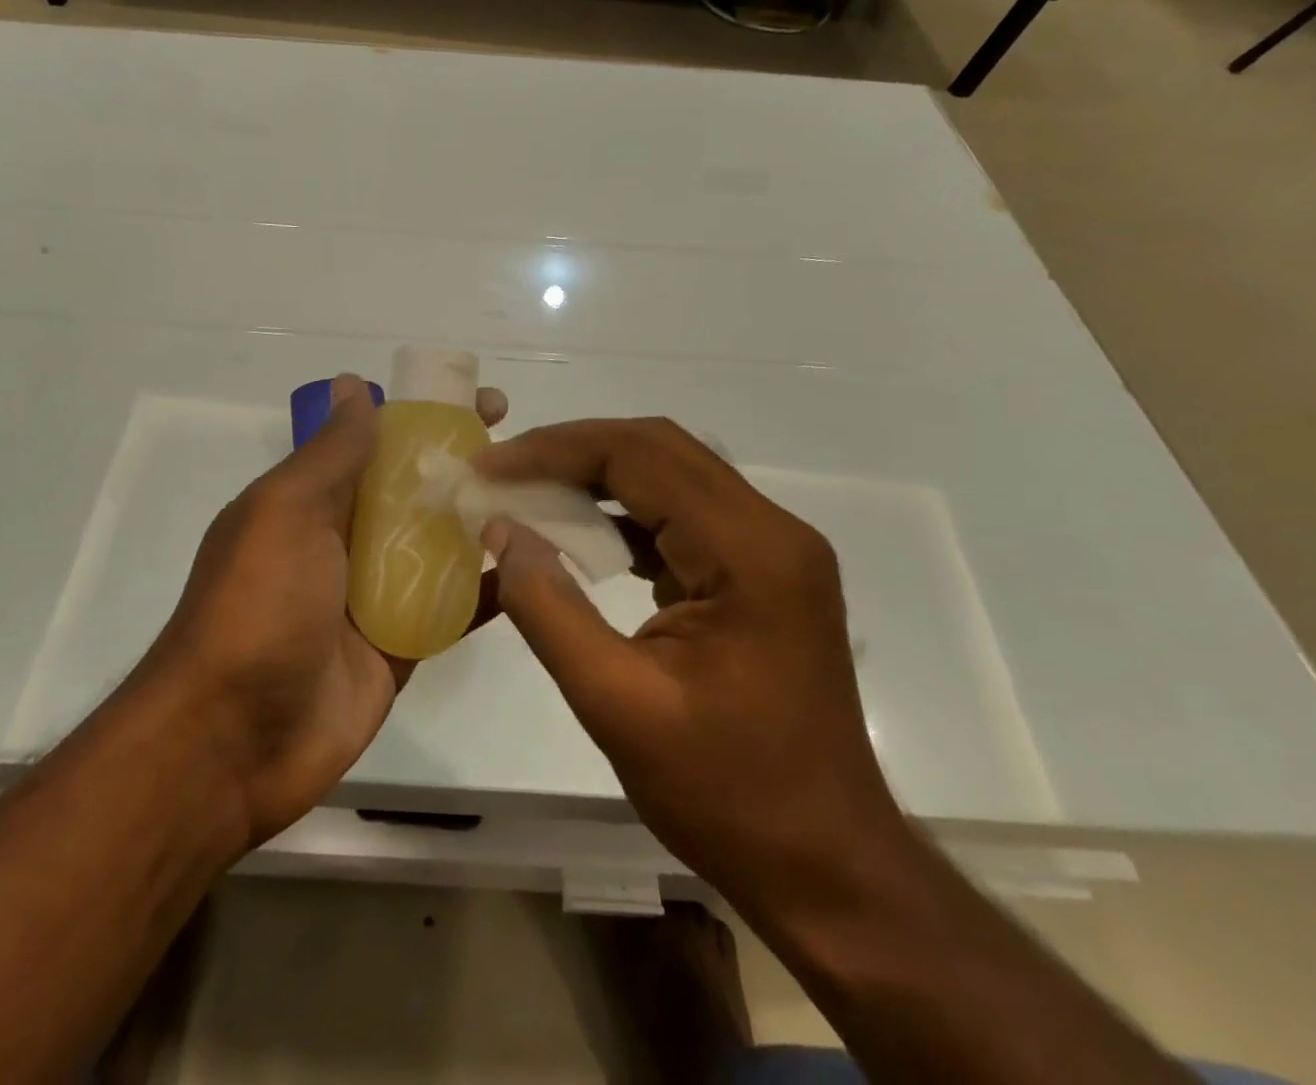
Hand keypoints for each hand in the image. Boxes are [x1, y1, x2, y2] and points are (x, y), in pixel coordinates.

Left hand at [141, 375, 507, 848]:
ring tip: (547, 497)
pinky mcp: (400, 646)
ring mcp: (374, 595)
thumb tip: (353, 383)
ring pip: (440, 545)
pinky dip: (488, 587)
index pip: (379, 441)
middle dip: (466, 465)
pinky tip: (536, 565)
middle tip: (528, 450)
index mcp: (312, 500)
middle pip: (416, 490)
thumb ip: (330, 453)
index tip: (482, 400)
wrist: (231, 741)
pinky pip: (450, 608)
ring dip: (485, 521)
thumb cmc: (256, 606)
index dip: (427, 417)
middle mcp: (344, 540)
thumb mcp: (286, 512)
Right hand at [471, 418, 902, 907]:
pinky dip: (622, 510)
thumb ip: (549, 608)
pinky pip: (682, 513)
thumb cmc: (728, 794)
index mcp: (750, 552)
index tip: (488, 468)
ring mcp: (772, 549)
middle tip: (503, 471)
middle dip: (571, 450)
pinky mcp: (759, 572)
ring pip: (670, 473)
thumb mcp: (616, 704)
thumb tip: (500, 529)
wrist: (827, 865)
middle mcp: (771, 530)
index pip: (640, 457)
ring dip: (595, 474)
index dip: (554, 451)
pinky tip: (577, 533)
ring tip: (527, 491)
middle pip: (659, 449)